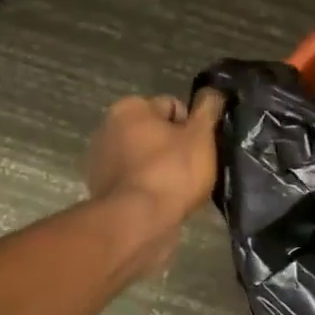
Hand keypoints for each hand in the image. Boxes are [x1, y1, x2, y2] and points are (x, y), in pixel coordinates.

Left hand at [84, 90, 225, 273]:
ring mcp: (101, 160)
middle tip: (193, 169)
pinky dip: (149, 186)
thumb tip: (214, 91)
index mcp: (129, 108)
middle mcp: (107, 128)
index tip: (200, 148)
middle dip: (176, 147)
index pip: (174, 107)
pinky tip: (162, 201)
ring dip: (163, 167)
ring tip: (179, 189)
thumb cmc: (171, 172)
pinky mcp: (102, 189)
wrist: (137, 224)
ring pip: (147, 157)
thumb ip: (209, 109)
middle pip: (158, 132)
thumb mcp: (201, 136)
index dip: (193, 127)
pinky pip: (136, 179)